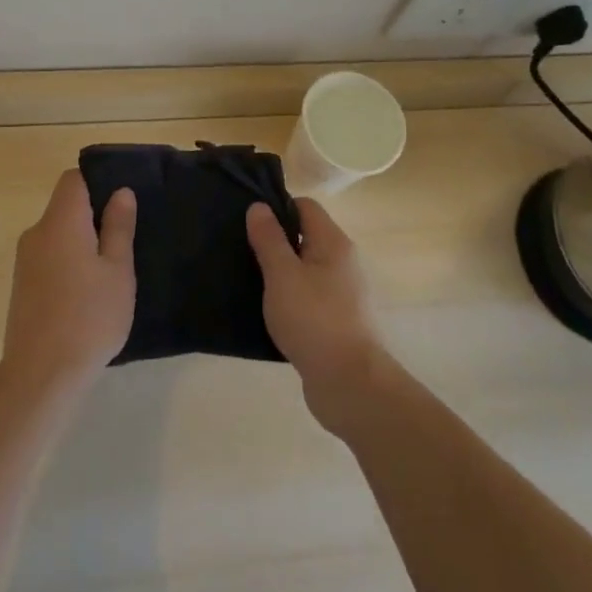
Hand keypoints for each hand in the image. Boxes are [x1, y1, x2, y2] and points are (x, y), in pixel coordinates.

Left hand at [0, 171, 136, 396]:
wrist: (41, 374)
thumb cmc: (89, 317)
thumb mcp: (118, 271)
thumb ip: (119, 227)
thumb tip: (120, 192)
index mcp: (61, 222)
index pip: (73, 179)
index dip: (98, 181)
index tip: (122, 202)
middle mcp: (36, 233)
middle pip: (65, 207)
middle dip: (94, 216)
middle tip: (125, 240)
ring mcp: (25, 261)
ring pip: (58, 235)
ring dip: (82, 242)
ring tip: (110, 271)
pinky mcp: (21, 286)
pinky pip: (49, 258)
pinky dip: (68, 263)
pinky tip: (87, 293)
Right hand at [246, 198, 389, 435]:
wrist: (350, 385)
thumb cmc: (314, 320)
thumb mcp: (283, 275)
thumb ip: (269, 239)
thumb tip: (259, 206)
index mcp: (334, 243)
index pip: (305, 207)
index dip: (276, 208)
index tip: (247, 222)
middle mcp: (343, 263)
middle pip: (305, 237)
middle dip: (274, 242)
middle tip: (241, 250)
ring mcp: (343, 294)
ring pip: (305, 270)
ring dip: (279, 273)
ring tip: (247, 280)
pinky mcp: (337, 322)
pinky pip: (307, 298)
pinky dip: (288, 300)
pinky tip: (265, 311)